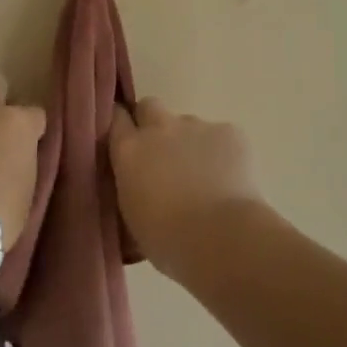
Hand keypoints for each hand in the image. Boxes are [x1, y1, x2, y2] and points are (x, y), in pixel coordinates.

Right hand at [108, 99, 264, 277]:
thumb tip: (137, 182)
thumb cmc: (169, 241)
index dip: (122, 127)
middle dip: (153, 122)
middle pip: (149, 106)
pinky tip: (229, 180)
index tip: (126, 142)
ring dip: (190, 144)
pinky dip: (222, 153)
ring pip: (188, 125)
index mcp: (130, 149)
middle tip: (163, 154)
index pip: (116, 117)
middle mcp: (160, 128)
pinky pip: (221, 136)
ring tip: (204, 178)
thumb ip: (131, 186)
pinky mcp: (230, 132)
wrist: (222, 239)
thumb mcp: (132, 216)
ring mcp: (197, 126)